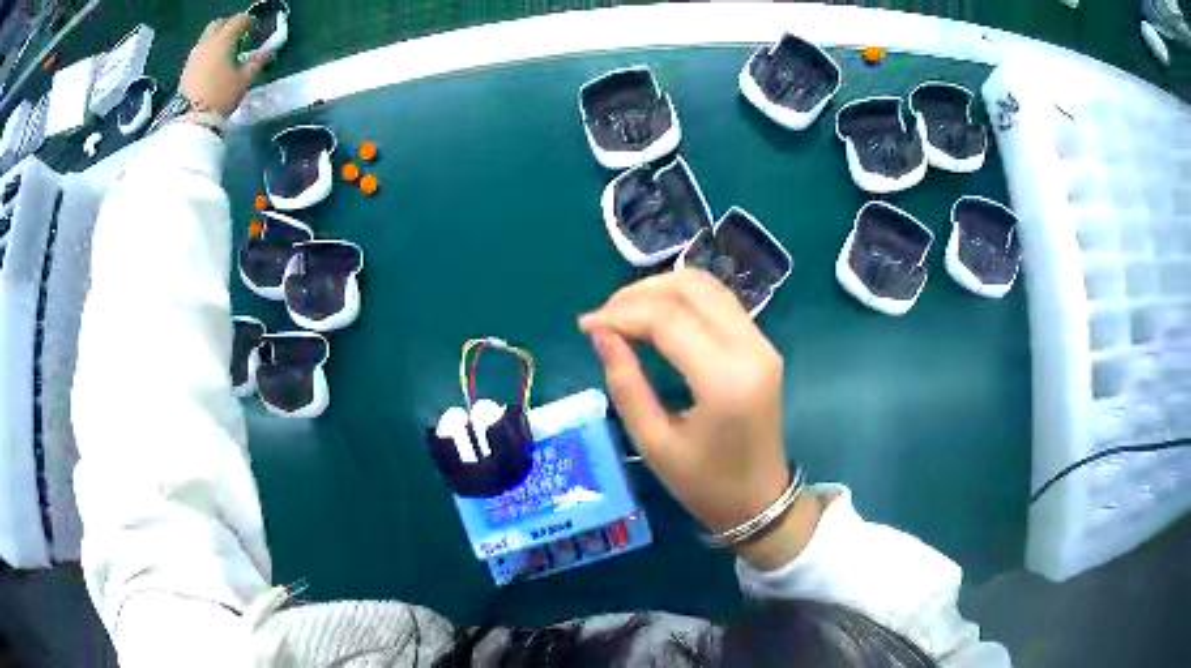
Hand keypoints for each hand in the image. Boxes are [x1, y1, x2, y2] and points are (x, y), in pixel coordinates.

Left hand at [180, 14, 266, 117]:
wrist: (192, 120)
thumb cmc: (221, 96)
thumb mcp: (244, 80)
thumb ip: (257, 62)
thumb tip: (267, 52)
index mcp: (224, 40)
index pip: (240, 20)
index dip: (249, 23)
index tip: (254, 33)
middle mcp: (208, 42)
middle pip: (219, 24)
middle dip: (229, 26)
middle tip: (238, 38)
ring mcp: (194, 56)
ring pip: (207, 38)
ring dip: (217, 41)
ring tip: (225, 55)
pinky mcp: (186, 69)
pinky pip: (199, 53)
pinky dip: (208, 54)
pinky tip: (212, 67)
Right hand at [580, 269, 791, 532]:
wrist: (760, 501)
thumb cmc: (705, 483)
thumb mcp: (654, 442)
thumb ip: (626, 383)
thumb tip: (600, 333)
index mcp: (725, 380)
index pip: (668, 319)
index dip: (622, 314)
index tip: (586, 325)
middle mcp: (751, 348)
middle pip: (690, 289)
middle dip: (639, 294)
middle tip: (604, 318)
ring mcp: (762, 342)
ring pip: (708, 286)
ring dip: (661, 290)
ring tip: (624, 314)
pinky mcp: (762, 344)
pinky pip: (720, 302)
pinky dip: (683, 300)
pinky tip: (655, 318)